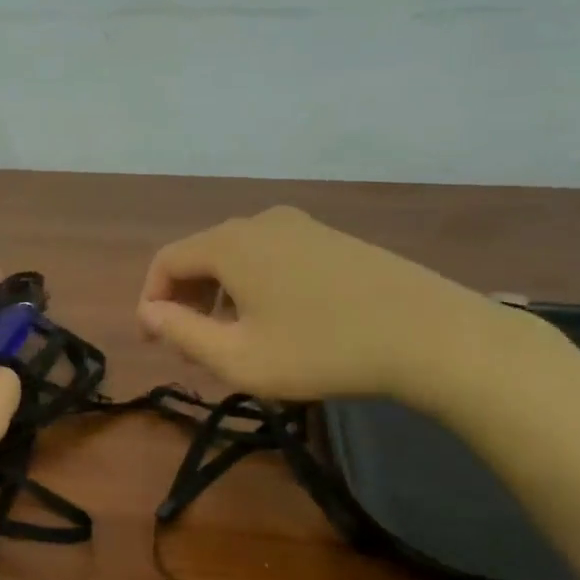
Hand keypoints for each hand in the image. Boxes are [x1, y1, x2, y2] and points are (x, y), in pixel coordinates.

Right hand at [135, 206, 530, 410]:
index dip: (152, 301)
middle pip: (202, 256)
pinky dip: (255, 286)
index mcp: (230, 244)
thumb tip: (150, 313)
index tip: (157, 342)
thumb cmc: (322, 349)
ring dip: (221, 296)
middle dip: (187, 301)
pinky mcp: (330, 238)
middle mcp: (259, 222)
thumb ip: (183, 333)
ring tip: (235, 341)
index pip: (167, 261)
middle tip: (193, 349)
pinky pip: (271, 257)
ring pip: (238, 257)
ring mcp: (300, 226)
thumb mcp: (240, 357)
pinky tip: (277, 322)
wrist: (428, 334)